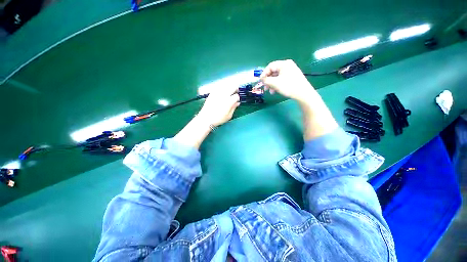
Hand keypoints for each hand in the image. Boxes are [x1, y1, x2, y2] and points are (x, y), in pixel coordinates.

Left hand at [197, 84, 239, 126]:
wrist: (206, 118)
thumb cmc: (218, 119)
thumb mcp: (229, 116)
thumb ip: (234, 108)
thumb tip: (237, 103)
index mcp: (229, 101)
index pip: (236, 96)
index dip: (238, 98)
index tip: (237, 100)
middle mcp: (224, 95)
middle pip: (232, 87)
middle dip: (235, 89)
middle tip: (236, 92)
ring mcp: (217, 93)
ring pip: (226, 86)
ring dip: (229, 88)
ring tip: (229, 92)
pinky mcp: (212, 93)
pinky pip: (219, 88)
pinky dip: (223, 89)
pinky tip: (222, 93)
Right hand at [259, 59, 316, 101]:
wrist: (303, 93)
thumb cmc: (289, 86)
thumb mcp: (275, 83)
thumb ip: (266, 80)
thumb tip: (261, 79)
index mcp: (284, 64)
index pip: (270, 66)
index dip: (264, 74)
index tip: (260, 81)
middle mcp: (287, 66)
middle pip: (273, 72)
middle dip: (268, 81)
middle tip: (265, 88)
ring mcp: (291, 71)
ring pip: (277, 77)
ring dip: (272, 84)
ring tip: (270, 91)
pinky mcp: (292, 77)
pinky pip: (281, 79)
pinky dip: (277, 85)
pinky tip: (275, 91)